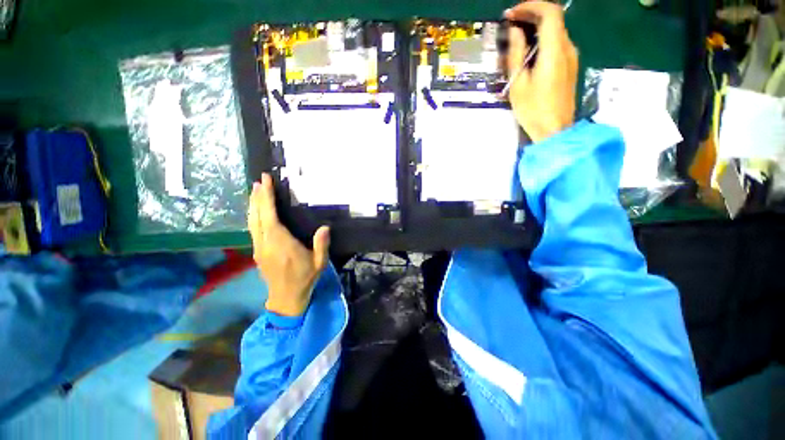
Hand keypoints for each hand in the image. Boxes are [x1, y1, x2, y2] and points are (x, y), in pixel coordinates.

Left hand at [248, 173, 330, 316]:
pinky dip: (253, 216)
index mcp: (281, 245)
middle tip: (259, 180)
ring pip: (252, 222)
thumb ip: (321, 245)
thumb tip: (325, 227)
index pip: (270, 217)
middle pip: (258, 217)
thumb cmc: (305, 278)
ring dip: (253, 205)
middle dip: (257, 197)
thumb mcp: (319, 263)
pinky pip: (253, 229)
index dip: (266, 199)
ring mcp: (259, 248)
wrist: (286, 298)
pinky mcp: (257, 252)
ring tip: (255, 190)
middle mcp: (266, 244)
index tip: (265, 183)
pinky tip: (256, 211)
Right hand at [504, 1, 578, 142]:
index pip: (550, 12)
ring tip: (516, 39)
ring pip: (555, 31)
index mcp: (554, 51)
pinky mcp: (570, 65)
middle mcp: (567, 48)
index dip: (531, 6)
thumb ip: (517, 55)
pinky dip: (542, 40)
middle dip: (532, 15)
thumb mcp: (518, 84)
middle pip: (554, 19)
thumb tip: (515, 32)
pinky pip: (557, 43)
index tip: (512, 14)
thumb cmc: (533, 110)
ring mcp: (571, 56)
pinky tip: (529, 52)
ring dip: (536, 28)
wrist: (554, 129)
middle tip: (511, 24)